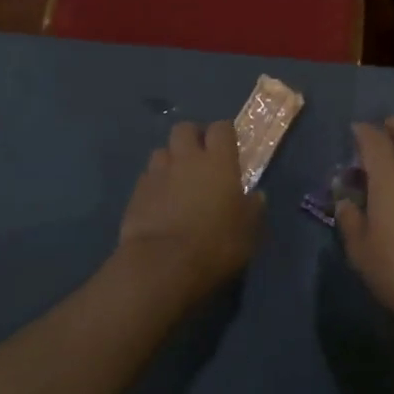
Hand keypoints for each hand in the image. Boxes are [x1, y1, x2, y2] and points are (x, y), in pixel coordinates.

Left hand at [117, 121, 264, 302]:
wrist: (162, 266)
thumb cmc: (215, 245)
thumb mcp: (248, 232)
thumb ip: (252, 209)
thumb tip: (256, 196)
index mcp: (219, 161)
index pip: (221, 127)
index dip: (225, 133)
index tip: (229, 147)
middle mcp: (187, 158)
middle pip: (185, 128)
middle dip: (192, 137)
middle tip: (200, 157)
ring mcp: (158, 173)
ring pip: (162, 151)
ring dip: (170, 159)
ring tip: (177, 179)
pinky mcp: (136, 193)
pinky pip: (147, 177)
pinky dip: (154, 183)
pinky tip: (159, 201)